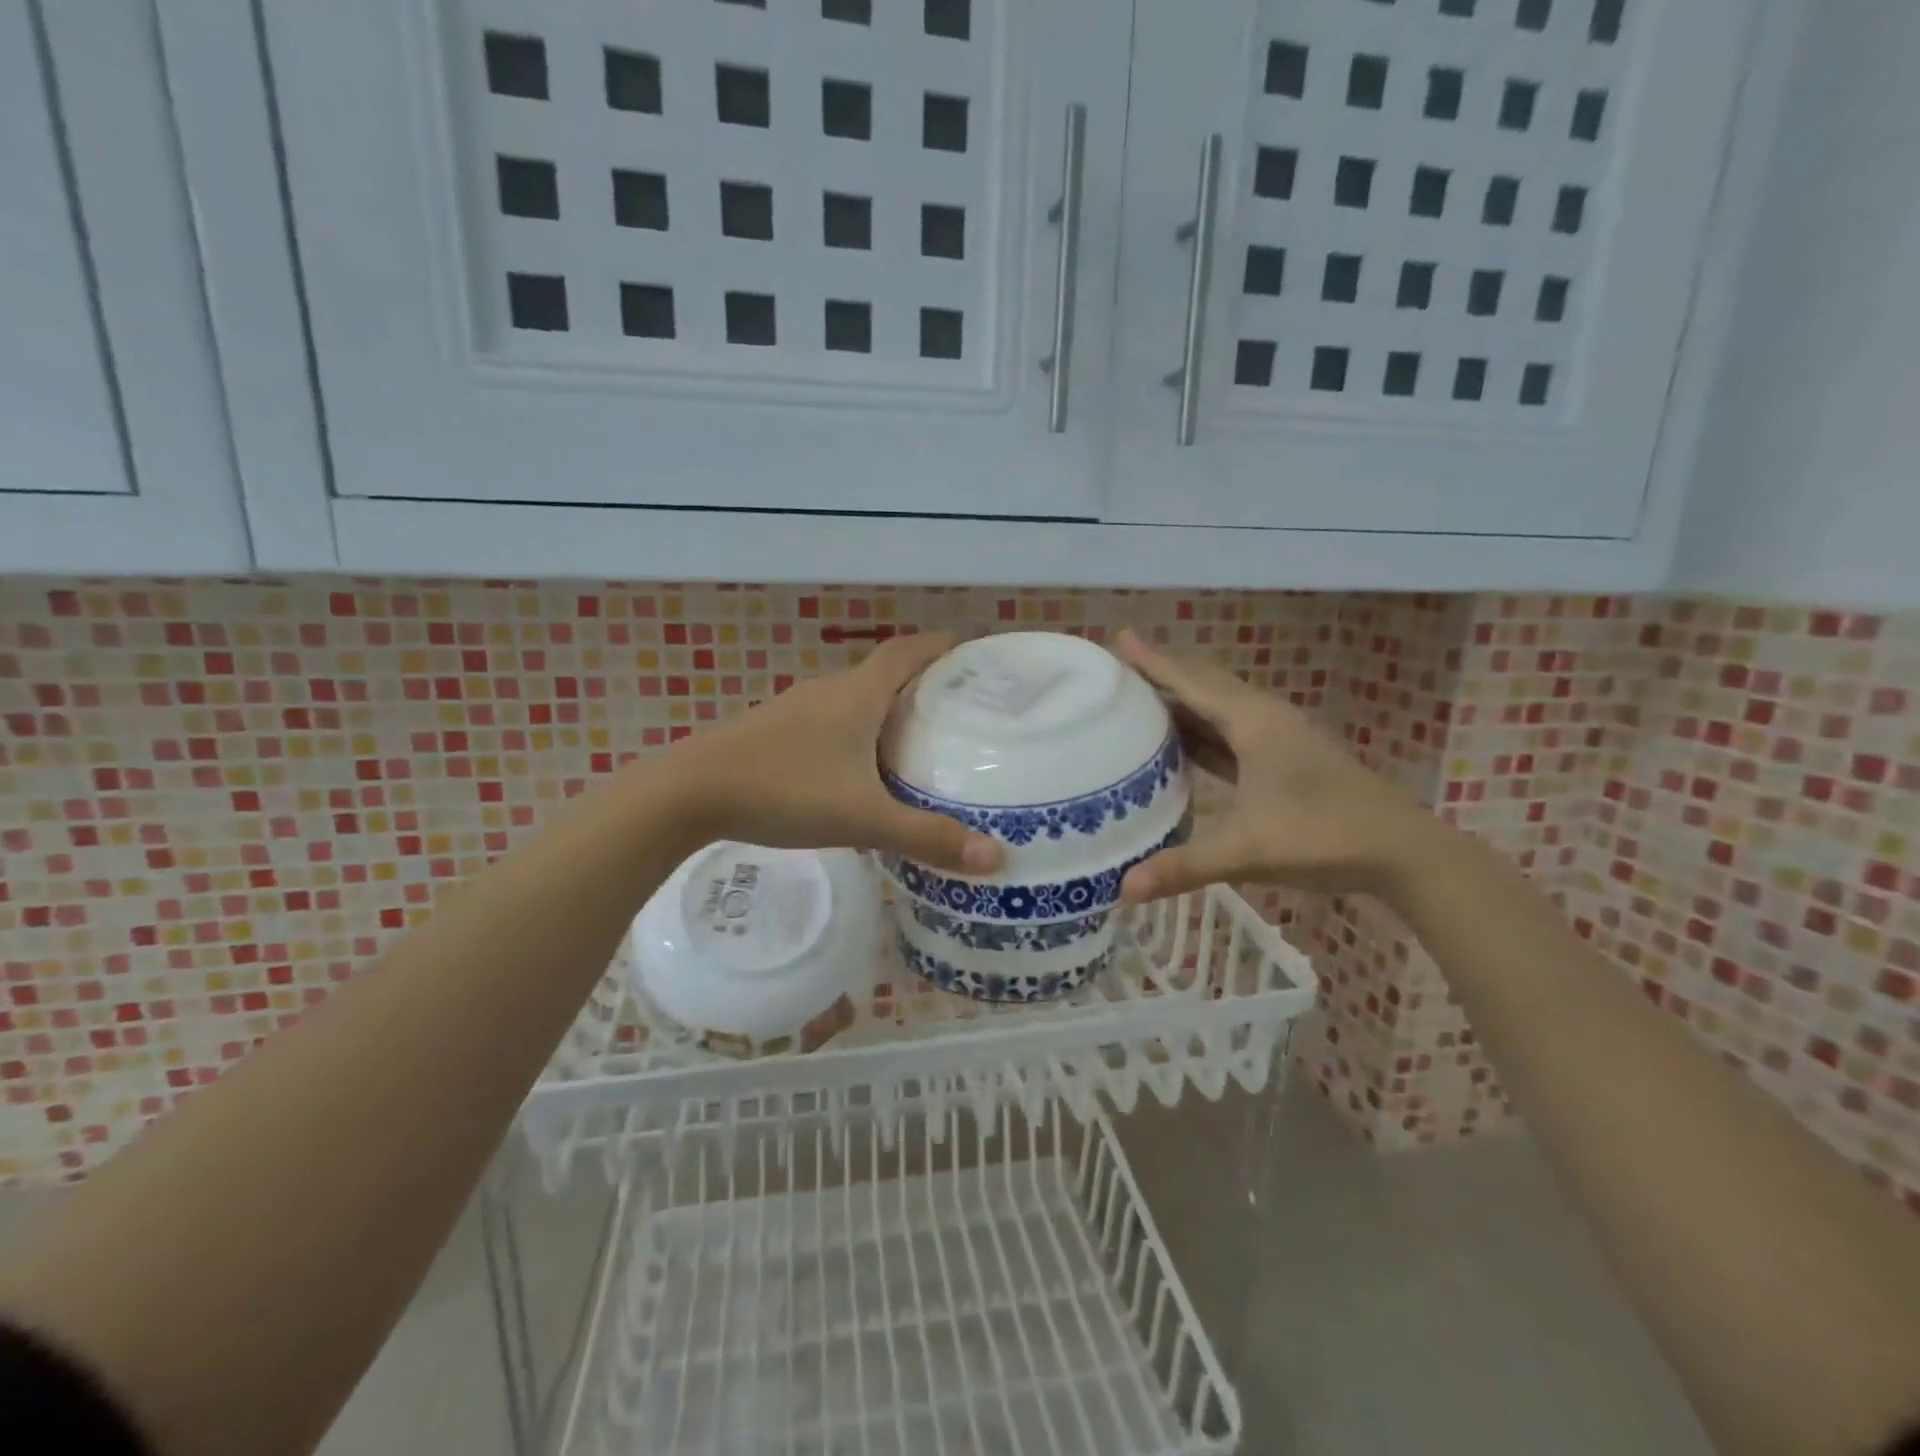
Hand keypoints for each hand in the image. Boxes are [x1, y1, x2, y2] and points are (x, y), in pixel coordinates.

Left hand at [666, 632, 1003, 874]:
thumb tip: (996, 858)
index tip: (973, 653)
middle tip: (959, 710)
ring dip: (886, 710)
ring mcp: (796, 709)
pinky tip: (858, 770)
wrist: (687, 793)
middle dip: (922, 683)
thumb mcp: (862, 818)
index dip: (941, 646)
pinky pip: (830, 721)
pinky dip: (856, 732)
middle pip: (884, 673)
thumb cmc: (783, 791)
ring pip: (855, 699)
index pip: (908, 651)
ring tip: (917, 741)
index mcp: (857, 694)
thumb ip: (927, 837)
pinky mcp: (774, 731)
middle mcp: (829, 691)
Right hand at [1114, 629, 1431, 902]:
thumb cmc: (1323, 836)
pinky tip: (1180, 746)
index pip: (1192, 682)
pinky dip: (1201, 732)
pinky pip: (1230, 734)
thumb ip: (1184, 867)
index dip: (1153, 661)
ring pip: (1219, 710)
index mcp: (1254, 723)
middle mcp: (1264, 719)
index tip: (1120, 638)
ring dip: (1181, 704)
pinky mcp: (1285, 760)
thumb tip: (1123, 889)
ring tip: (1138, 704)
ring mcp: (1278, 739)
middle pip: (1205, 685)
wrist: (1403, 853)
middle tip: (1119, 673)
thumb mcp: (1247, 851)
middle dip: (1163, 675)